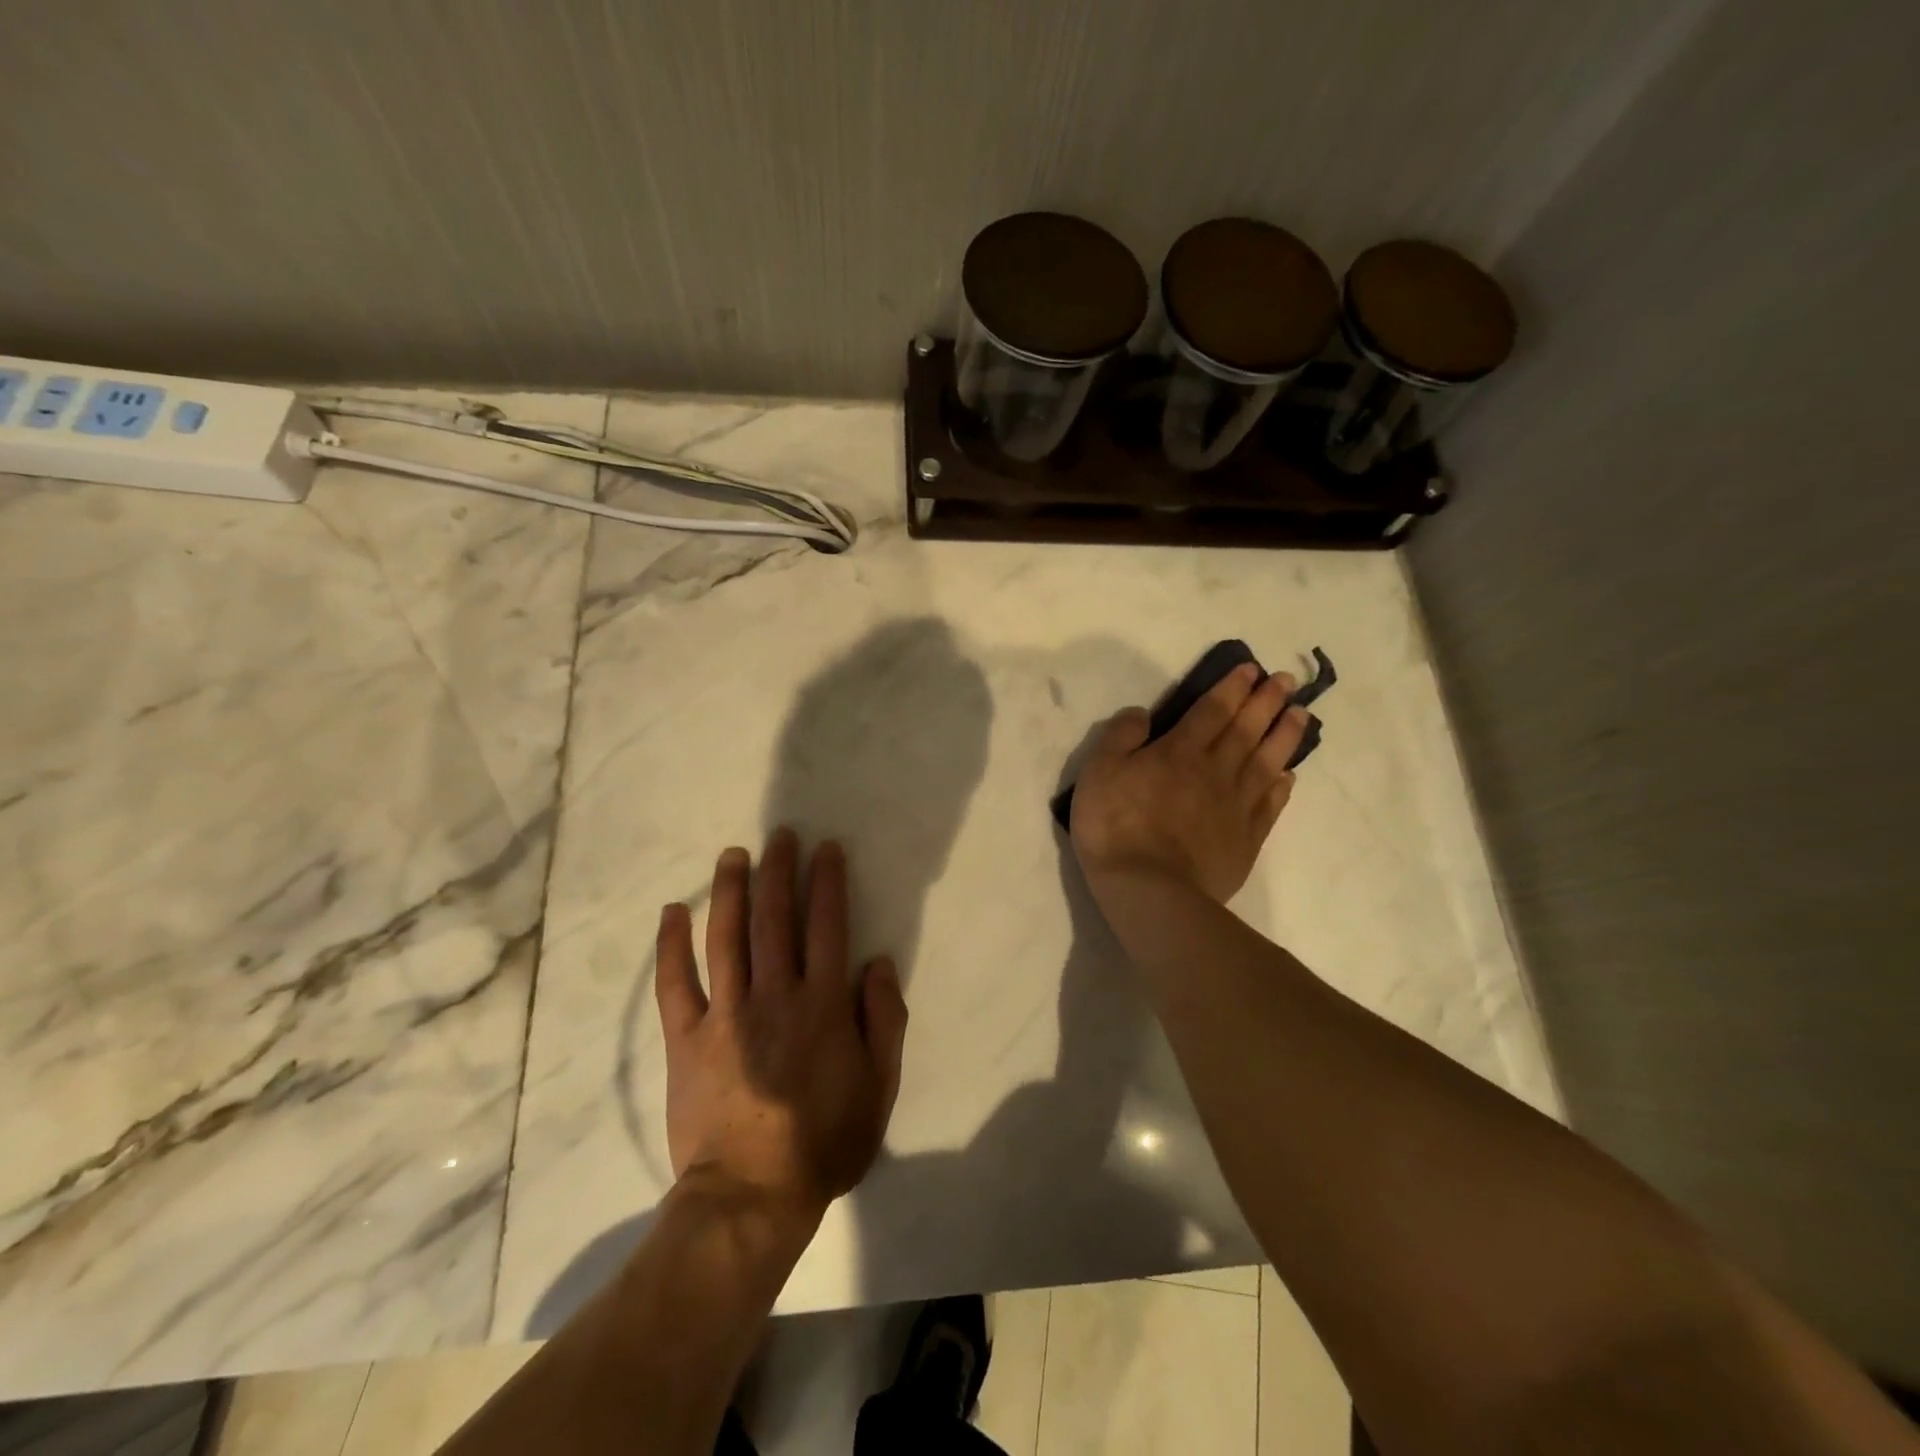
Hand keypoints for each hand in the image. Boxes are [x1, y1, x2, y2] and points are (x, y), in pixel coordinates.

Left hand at [655, 830, 908, 1217]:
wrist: (752, 1195)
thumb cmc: (825, 1141)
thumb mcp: (879, 1086)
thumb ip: (885, 1021)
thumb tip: (878, 964)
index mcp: (822, 1004)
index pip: (827, 926)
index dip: (827, 882)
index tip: (825, 849)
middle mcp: (774, 995)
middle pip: (775, 918)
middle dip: (779, 871)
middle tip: (780, 835)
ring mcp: (725, 1014)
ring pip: (726, 937)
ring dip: (730, 890)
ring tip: (733, 854)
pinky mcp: (686, 1038)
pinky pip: (674, 984)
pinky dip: (671, 945)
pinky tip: (672, 912)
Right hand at [1070, 662, 1311, 903]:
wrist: (1150, 889)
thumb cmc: (1116, 826)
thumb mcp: (1099, 772)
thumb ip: (1120, 737)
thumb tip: (1142, 712)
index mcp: (1180, 751)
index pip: (1212, 710)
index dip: (1232, 687)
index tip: (1251, 669)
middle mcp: (1215, 770)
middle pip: (1246, 729)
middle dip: (1266, 701)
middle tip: (1285, 681)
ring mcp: (1236, 806)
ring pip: (1267, 761)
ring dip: (1285, 735)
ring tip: (1301, 714)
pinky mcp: (1246, 839)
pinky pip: (1270, 805)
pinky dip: (1281, 786)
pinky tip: (1289, 775)